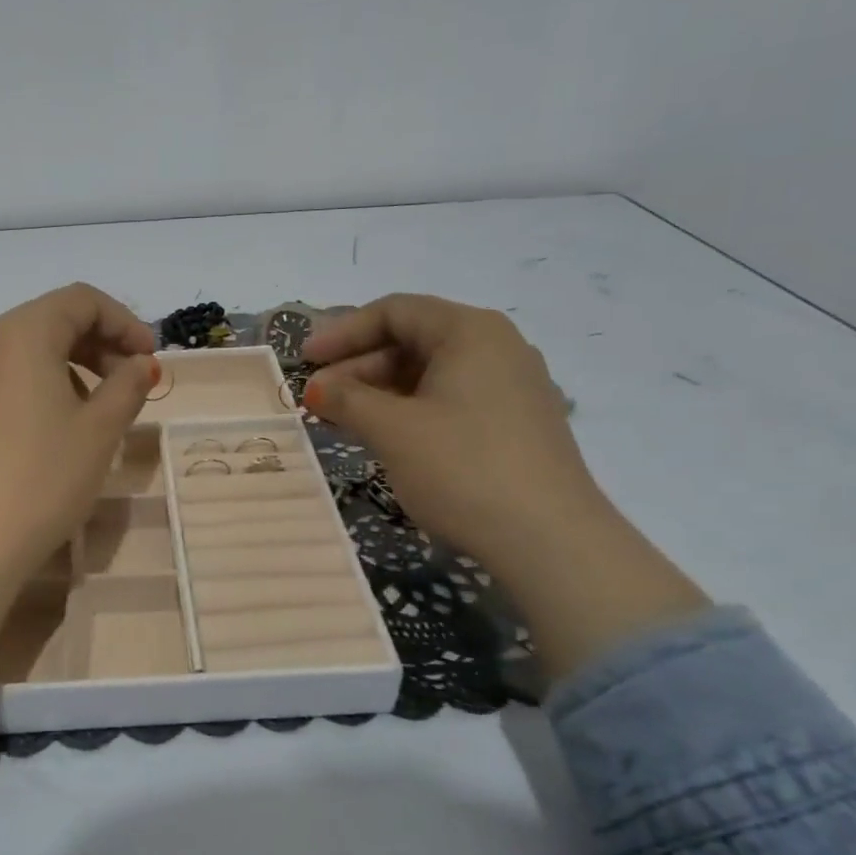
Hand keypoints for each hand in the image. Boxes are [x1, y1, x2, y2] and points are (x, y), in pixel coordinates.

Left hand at [0, 284, 157, 681]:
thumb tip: (142, 364)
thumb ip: (128, 385)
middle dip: (99, 342)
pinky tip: (60, 421)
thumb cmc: (43, 478)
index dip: (124, 322)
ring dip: (73, 362)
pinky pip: (8, 372)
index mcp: (23, 333)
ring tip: (100, 406)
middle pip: (53, 318)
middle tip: (131, 382)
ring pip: (30, 346)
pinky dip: (43, 380)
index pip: (81, 300)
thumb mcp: (100, 429)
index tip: (149, 359)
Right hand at [304, 294, 706, 677]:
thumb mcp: (391, 430)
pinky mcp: (518, 423)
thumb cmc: (462, 468)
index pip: (394, 311)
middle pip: (413, 339)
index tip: (305, 361)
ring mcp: (512, 386)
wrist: (550, 542)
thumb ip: (345, 399)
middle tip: (319, 397)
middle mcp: (497, 347)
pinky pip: (451, 399)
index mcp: (470, 331)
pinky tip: (385, 436)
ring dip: (380, 391)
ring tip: (342, 420)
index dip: (341, 333)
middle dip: (358, 366)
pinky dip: (410, 410)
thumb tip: (316, 388)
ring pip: (430, 373)